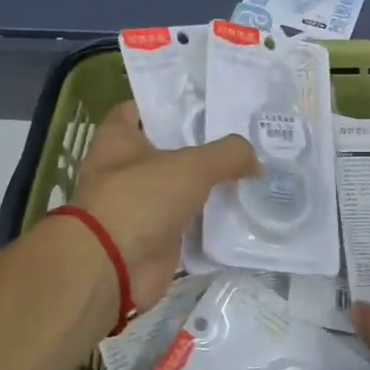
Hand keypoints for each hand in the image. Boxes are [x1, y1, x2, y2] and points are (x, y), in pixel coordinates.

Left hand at [71, 101, 258, 308]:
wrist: (113, 267)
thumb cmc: (140, 198)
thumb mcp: (192, 165)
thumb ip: (228, 154)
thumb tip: (256, 162)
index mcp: (118, 139)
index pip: (143, 108)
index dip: (172, 103)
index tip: (208, 102)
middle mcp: (124, 169)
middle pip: (167, 149)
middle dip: (200, 145)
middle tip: (242, 137)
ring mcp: (138, 206)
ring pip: (180, 188)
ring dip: (207, 186)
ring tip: (250, 172)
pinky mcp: (153, 238)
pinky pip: (187, 224)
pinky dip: (209, 221)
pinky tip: (241, 212)